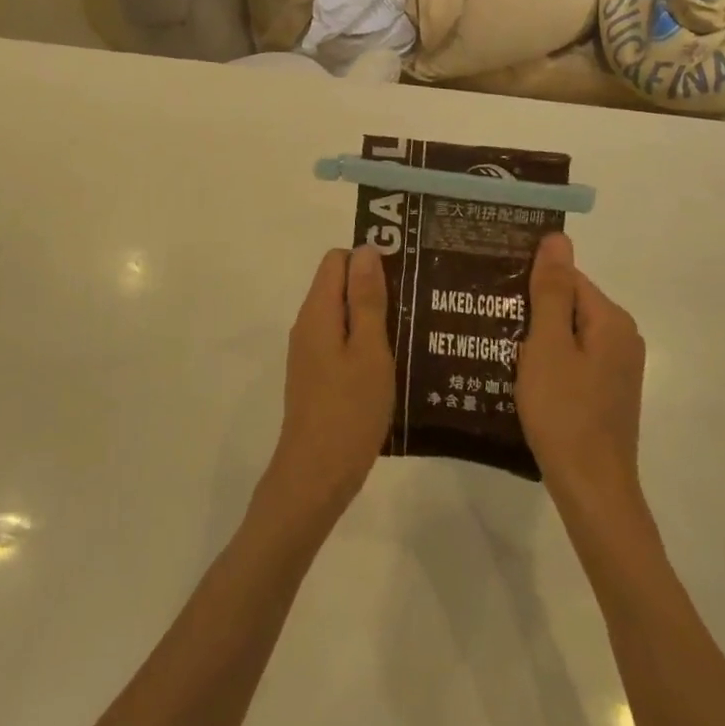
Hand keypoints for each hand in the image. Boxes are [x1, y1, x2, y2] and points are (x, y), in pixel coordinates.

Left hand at [259, 248, 394, 528]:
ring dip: (373, 317)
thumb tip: (365, 249)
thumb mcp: (369, 350)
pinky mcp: (316, 376)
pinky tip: (393, 362)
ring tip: (413, 331)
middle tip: (416, 305)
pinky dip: (364, 343)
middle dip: (375, 287)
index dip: (369, 260)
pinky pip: (341, 341)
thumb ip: (367, 299)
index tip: (405, 277)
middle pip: (338, 284)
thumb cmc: (349, 410)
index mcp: (318, 311)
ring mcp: (310, 352)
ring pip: (342, 315)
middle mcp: (308, 324)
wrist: (315, 476)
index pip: (337, 259)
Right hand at [516, 234, 647, 516]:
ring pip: (568, 334)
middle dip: (531, 310)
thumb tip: (558, 237)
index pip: (566, 278)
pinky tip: (520, 375)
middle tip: (489, 320)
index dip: (529, 284)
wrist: (591, 489)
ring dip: (535, 337)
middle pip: (568, 304)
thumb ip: (551, 290)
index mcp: (611, 320)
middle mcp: (622, 338)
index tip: (493, 294)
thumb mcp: (547, 345)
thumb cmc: (564, 411)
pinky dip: (547, 361)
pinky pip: (572, 359)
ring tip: (497, 345)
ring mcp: (617, 368)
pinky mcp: (606, 392)